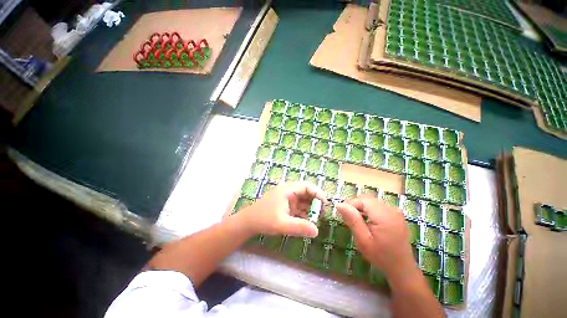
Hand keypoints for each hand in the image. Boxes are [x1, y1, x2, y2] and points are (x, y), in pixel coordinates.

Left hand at [239, 182, 326, 237]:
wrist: (248, 222)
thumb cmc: (264, 219)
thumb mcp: (282, 224)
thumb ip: (299, 227)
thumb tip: (317, 231)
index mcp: (287, 190)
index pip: (306, 186)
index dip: (317, 193)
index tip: (325, 204)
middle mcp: (288, 191)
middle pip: (306, 193)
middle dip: (315, 202)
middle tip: (322, 214)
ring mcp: (287, 199)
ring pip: (303, 200)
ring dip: (310, 208)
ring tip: (317, 219)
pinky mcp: (286, 206)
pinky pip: (298, 207)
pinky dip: (304, 213)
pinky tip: (308, 221)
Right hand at [335, 195, 416, 278]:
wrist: (402, 268)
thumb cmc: (380, 256)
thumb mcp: (363, 240)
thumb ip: (352, 220)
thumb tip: (339, 204)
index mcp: (383, 215)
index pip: (362, 200)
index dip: (350, 204)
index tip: (344, 215)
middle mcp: (391, 209)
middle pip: (367, 199)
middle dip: (356, 205)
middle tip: (350, 219)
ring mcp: (395, 211)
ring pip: (372, 201)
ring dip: (362, 207)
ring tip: (358, 221)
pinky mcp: (396, 214)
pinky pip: (378, 205)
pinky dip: (370, 209)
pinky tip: (369, 221)